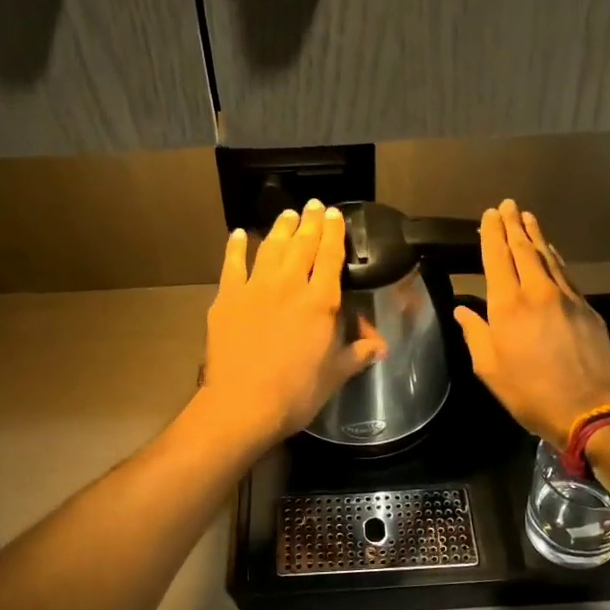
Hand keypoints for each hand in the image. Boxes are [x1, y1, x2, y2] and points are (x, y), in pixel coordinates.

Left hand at [200, 199, 387, 448]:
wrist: (244, 404)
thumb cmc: (297, 392)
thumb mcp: (336, 374)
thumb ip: (358, 353)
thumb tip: (381, 346)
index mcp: (321, 302)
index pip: (331, 257)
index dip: (334, 233)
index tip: (334, 215)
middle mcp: (290, 285)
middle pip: (302, 245)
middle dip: (310, 222)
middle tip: (313, 205)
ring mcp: (256, 288)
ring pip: (270, 247)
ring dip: (280, 228)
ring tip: (287, 214)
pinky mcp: (227, 298)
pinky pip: (232, 264)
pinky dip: (236, 247)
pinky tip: (238, 235)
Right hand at [453, 200, 609, 450]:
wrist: (588, 409)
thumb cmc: (529, 392)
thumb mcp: (489, 369)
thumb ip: (475, 334)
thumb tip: (463, 312)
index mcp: (507, 305)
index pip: (497, 259)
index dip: (492, 234)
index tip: (489, 215)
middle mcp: (537, 292)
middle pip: (523, 249)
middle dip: (514, 225)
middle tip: (508, 205)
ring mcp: (566, 297)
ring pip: (548, 257)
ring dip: (536, 236)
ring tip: (528, 217)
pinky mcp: (587, 309)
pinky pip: (566, 274)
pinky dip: (555, 258)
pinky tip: (552, 252)